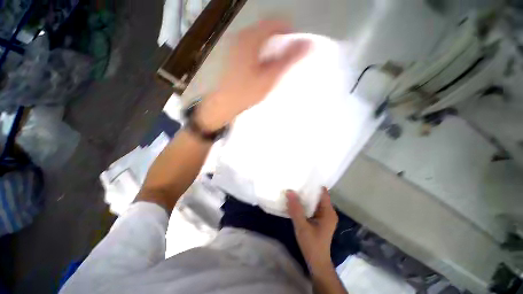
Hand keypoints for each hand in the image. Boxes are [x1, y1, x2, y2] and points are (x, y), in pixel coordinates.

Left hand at [196, 19, 309, 131]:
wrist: (225, 102)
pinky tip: (263, 67)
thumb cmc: (247, 92)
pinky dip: (263, 52)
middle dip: (280, 42)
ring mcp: (236, 44)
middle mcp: (242, 35)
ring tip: (276, 65)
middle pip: (268, 29)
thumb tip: (308, 44)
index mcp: (251, 38)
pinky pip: (254, 46)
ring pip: (261, 38)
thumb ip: (288, 60)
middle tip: (286, 59)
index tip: (295, 49)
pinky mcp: (234, 53)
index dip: (290, 33)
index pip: (276, 23)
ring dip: (272, 48)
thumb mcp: (270, 77)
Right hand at [286, 187, 337, 270]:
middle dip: (307, 190)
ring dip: (305, 197)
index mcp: (328, 212)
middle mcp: (328, 212)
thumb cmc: (312, 245)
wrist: (317, 263)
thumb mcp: (302, 227)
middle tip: (294, 183)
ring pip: (314, 201)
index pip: (322, 192)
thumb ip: (296, 209)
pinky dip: (304, 204)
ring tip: (293, 190)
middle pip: (318, 196)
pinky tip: (295, 202)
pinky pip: (312, 207)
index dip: (313, 184)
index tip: (302, 178)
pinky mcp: (319, 220)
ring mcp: (324, 216)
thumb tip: (289, 191)